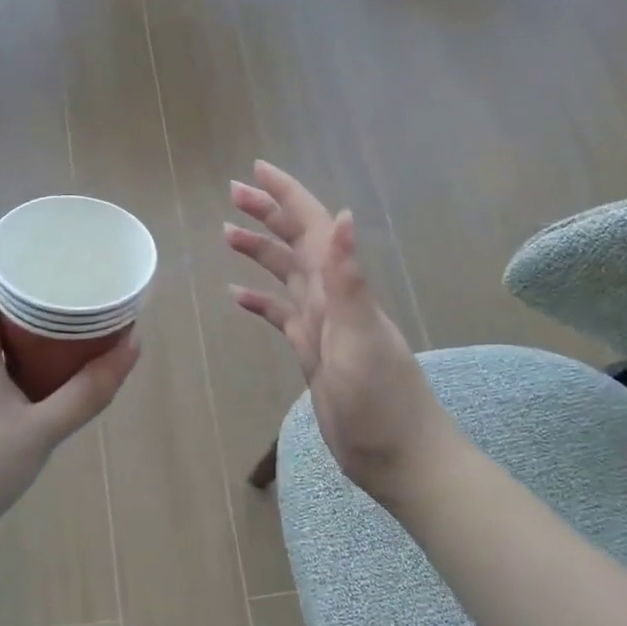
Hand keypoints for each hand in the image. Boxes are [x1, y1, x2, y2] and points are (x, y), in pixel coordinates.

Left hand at [0, 251, 139, 559]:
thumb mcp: (43, 431)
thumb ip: (90, 390)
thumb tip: (133, 345)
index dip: (6, 246)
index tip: (45, 237)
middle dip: (21, 277)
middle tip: (66, 272)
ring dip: (14, 311)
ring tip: (58, 308)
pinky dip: (6, 339)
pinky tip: (34, 356)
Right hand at [226, 162, 457, 506]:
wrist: (399, 456)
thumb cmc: (381, 401)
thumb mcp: (360, 338)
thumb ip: (348, 279)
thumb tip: (342, 215)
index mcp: (340, 289)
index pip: (311, 227)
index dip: (286, 195)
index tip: (256, 169)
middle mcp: (331, 298)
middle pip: (296, 242)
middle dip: (268, 212)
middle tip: (233, 192)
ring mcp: (322, 326)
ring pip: (287, 275)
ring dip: (261, 252)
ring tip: (227, 234)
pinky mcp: (313, 353)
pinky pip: (282, 317)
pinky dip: (261, 302)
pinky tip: (238, 297)